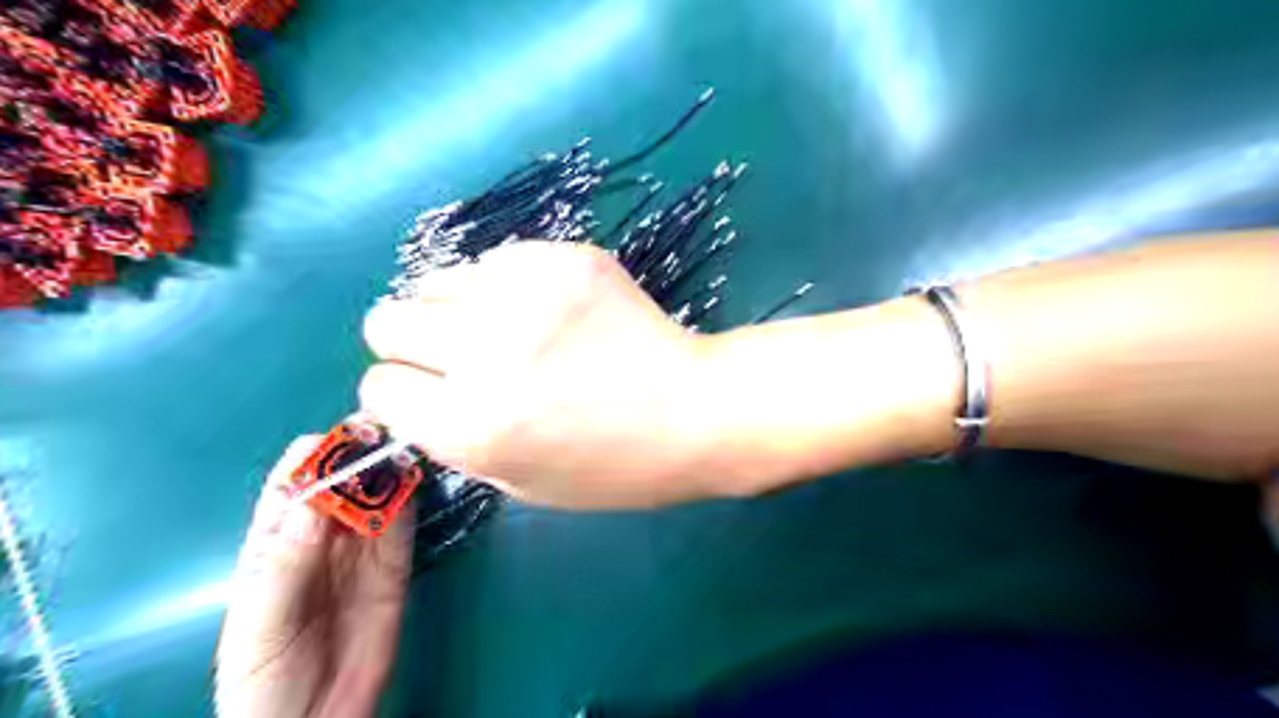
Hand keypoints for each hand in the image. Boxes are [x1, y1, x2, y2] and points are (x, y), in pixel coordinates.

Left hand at [214, 436, 413, 717]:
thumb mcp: (260, 625)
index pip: (295, 481)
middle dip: (364, 453)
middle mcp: (323, 535)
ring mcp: (363, 548)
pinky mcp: (396, 565)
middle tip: (390, 434)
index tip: (347, 437)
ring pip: (380, 493)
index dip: (318, 455)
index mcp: (276, 540)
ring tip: (412, 448)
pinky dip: (413, 498)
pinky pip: (405, 523)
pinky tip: (420, 479)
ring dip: (394, 469)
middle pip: (344, 479)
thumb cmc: (264, 680)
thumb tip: (313, 503)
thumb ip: (284, 564)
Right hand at [361, 240, 717, 510]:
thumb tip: (419, 393)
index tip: (433, 392)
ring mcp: (525, 294)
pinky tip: (550, 308)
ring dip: (458, 308)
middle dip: (413, 342)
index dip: (404, 393)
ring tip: (508, 327)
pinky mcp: (562, 257)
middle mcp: (484, 352)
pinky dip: (508, 284)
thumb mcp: (520, 483)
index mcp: (470, 425)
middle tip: (461, 354)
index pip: (379, 388)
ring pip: (436, 281)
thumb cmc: (614, 465)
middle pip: (387, 320)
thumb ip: (455, 439)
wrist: (693, 410)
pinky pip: (497, 260)